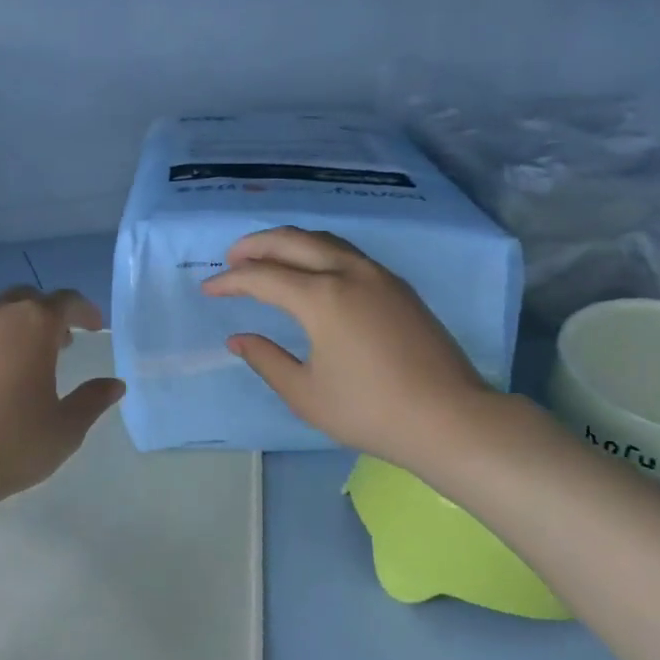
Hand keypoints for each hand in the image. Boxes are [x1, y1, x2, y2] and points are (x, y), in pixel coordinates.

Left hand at [0, 287, 125, 527]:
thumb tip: (114, 385)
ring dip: (15, 327)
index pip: (66, 301)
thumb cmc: (9, 444)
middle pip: (28, 299)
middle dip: (48, 315)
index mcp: (34, 325)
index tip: (94, 327)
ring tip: (23, 362)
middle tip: (60, 343)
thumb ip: (92, 401)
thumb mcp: (64, 429)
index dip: (84, 311)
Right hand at [202, 227, 498, 471]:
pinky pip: (347, 253)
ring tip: (267, 258)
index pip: (262, 276)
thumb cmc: (371, 411)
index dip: (230, 281)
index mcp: (321, 297)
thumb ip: (266, 359)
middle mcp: (348, 272)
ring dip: (289, 243)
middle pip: (292, 241)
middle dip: (255, 245)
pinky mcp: (397, 285)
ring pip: (323, 240)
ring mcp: (378, 274)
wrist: (450, 419)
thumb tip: (238, 337)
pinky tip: (311, 271)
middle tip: (231, 259)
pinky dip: (317, 251)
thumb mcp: (305, 394)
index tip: (209, 289)